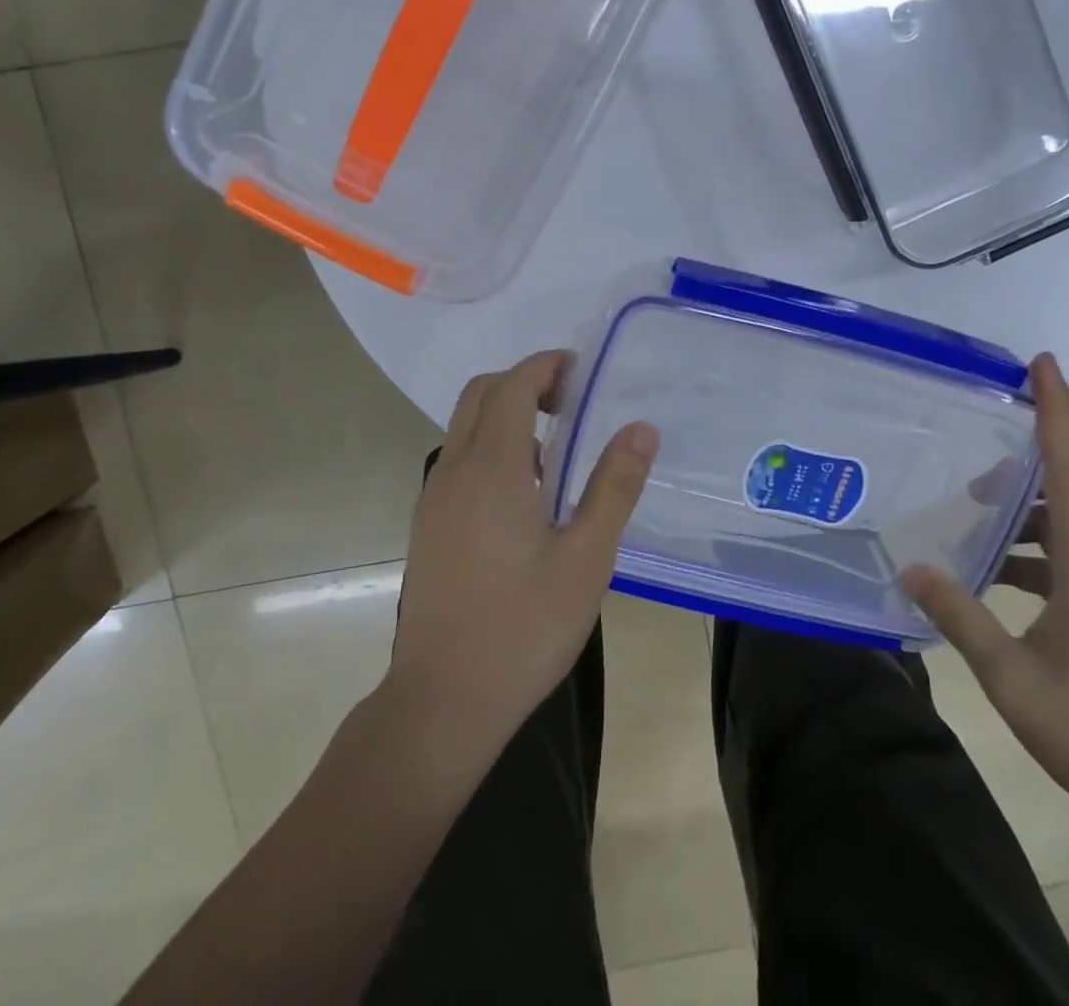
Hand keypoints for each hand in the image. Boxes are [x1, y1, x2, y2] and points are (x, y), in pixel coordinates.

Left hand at [385, 351, 658, 762]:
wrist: (443, 701)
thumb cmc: (523, 628)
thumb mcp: (587, 558)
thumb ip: (614, 486)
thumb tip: (641, 428)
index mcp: (492, 469)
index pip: (512, 386)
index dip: (546, 366)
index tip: (582, 373)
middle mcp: (454, 471)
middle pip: (480, 394)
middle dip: (524, 382)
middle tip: (571, 403)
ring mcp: (433, 499)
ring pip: (464, 427)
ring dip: (506, 416)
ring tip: (554, 452)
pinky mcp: (427, 525)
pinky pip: (458, 460)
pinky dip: (490, 447)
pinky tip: (524, 496)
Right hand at [900, 353, 1068, 835]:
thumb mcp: (1011, 675)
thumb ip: (960, 615)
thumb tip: (910, 568)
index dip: (1057, 411)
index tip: (1042, 363)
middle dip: (1026, 452)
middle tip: (972, 437)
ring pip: (1065, 522)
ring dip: (1021, 508)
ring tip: (968, 504)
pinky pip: (1066, 555)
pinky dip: (1028, 549)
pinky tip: (989, 571)